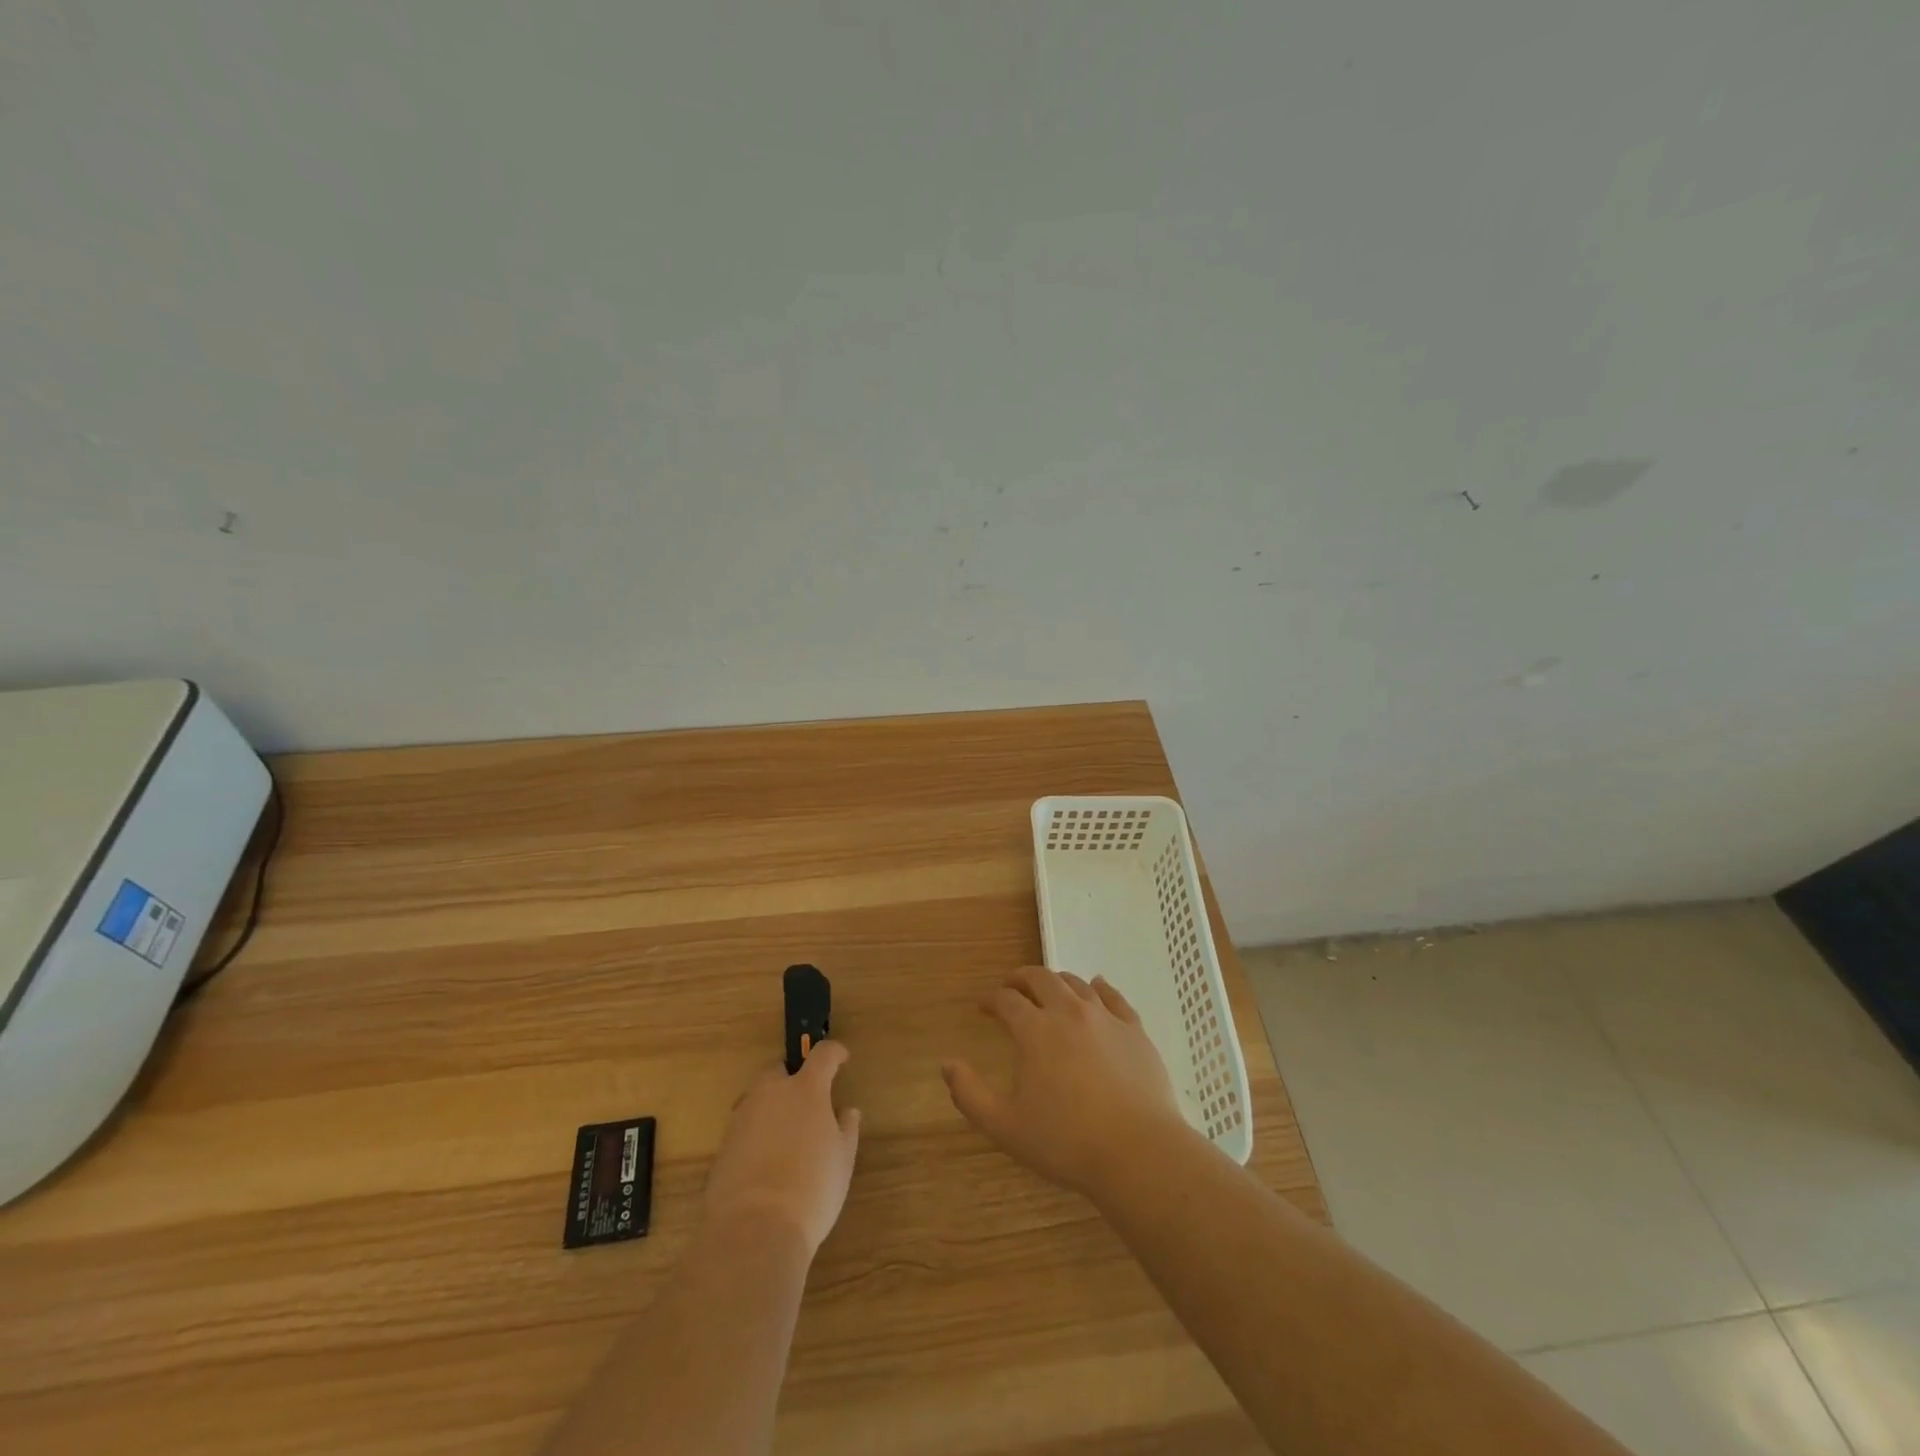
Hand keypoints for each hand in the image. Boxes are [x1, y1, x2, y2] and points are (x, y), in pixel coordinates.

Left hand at [704, 1043, 860, 1256]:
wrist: (754, 1230)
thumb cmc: (812, 1188)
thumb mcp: (842, 1160)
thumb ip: (846, 1128)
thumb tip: (847, 1111)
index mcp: (805, 1089)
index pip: (822, 1055)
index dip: (834, 1052)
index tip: (842, 1058)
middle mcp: (771, 1094)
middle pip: (779, 1069)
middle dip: (792, 1077)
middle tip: (807, 1100)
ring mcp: (742, 1118)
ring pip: (758, 1098)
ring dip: (772, 1105)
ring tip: (786, 1134)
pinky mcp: (723, 1146)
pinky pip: (744, 1127)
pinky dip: (757, 1133)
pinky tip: (766, 1161)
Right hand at [942, 967, 1192, 1197]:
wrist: (1137, 1152)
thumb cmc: (1065, 1142)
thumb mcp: (1005, 1126)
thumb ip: (970, 1094)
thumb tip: (947, 1065)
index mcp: (1034, 1030)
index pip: (1006, 1000)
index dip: (991, 999)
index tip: (983, 1006)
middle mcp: (1068, 1012)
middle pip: (1041, 979)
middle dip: (1021, 979)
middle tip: (1012, 987)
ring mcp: (1105, 1017)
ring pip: (1076, 983)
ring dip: (1057, 981)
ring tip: (1049, 990)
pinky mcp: (1134, 1029)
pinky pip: (1114, 997)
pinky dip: (1100, 987)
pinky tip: (1097, 986)